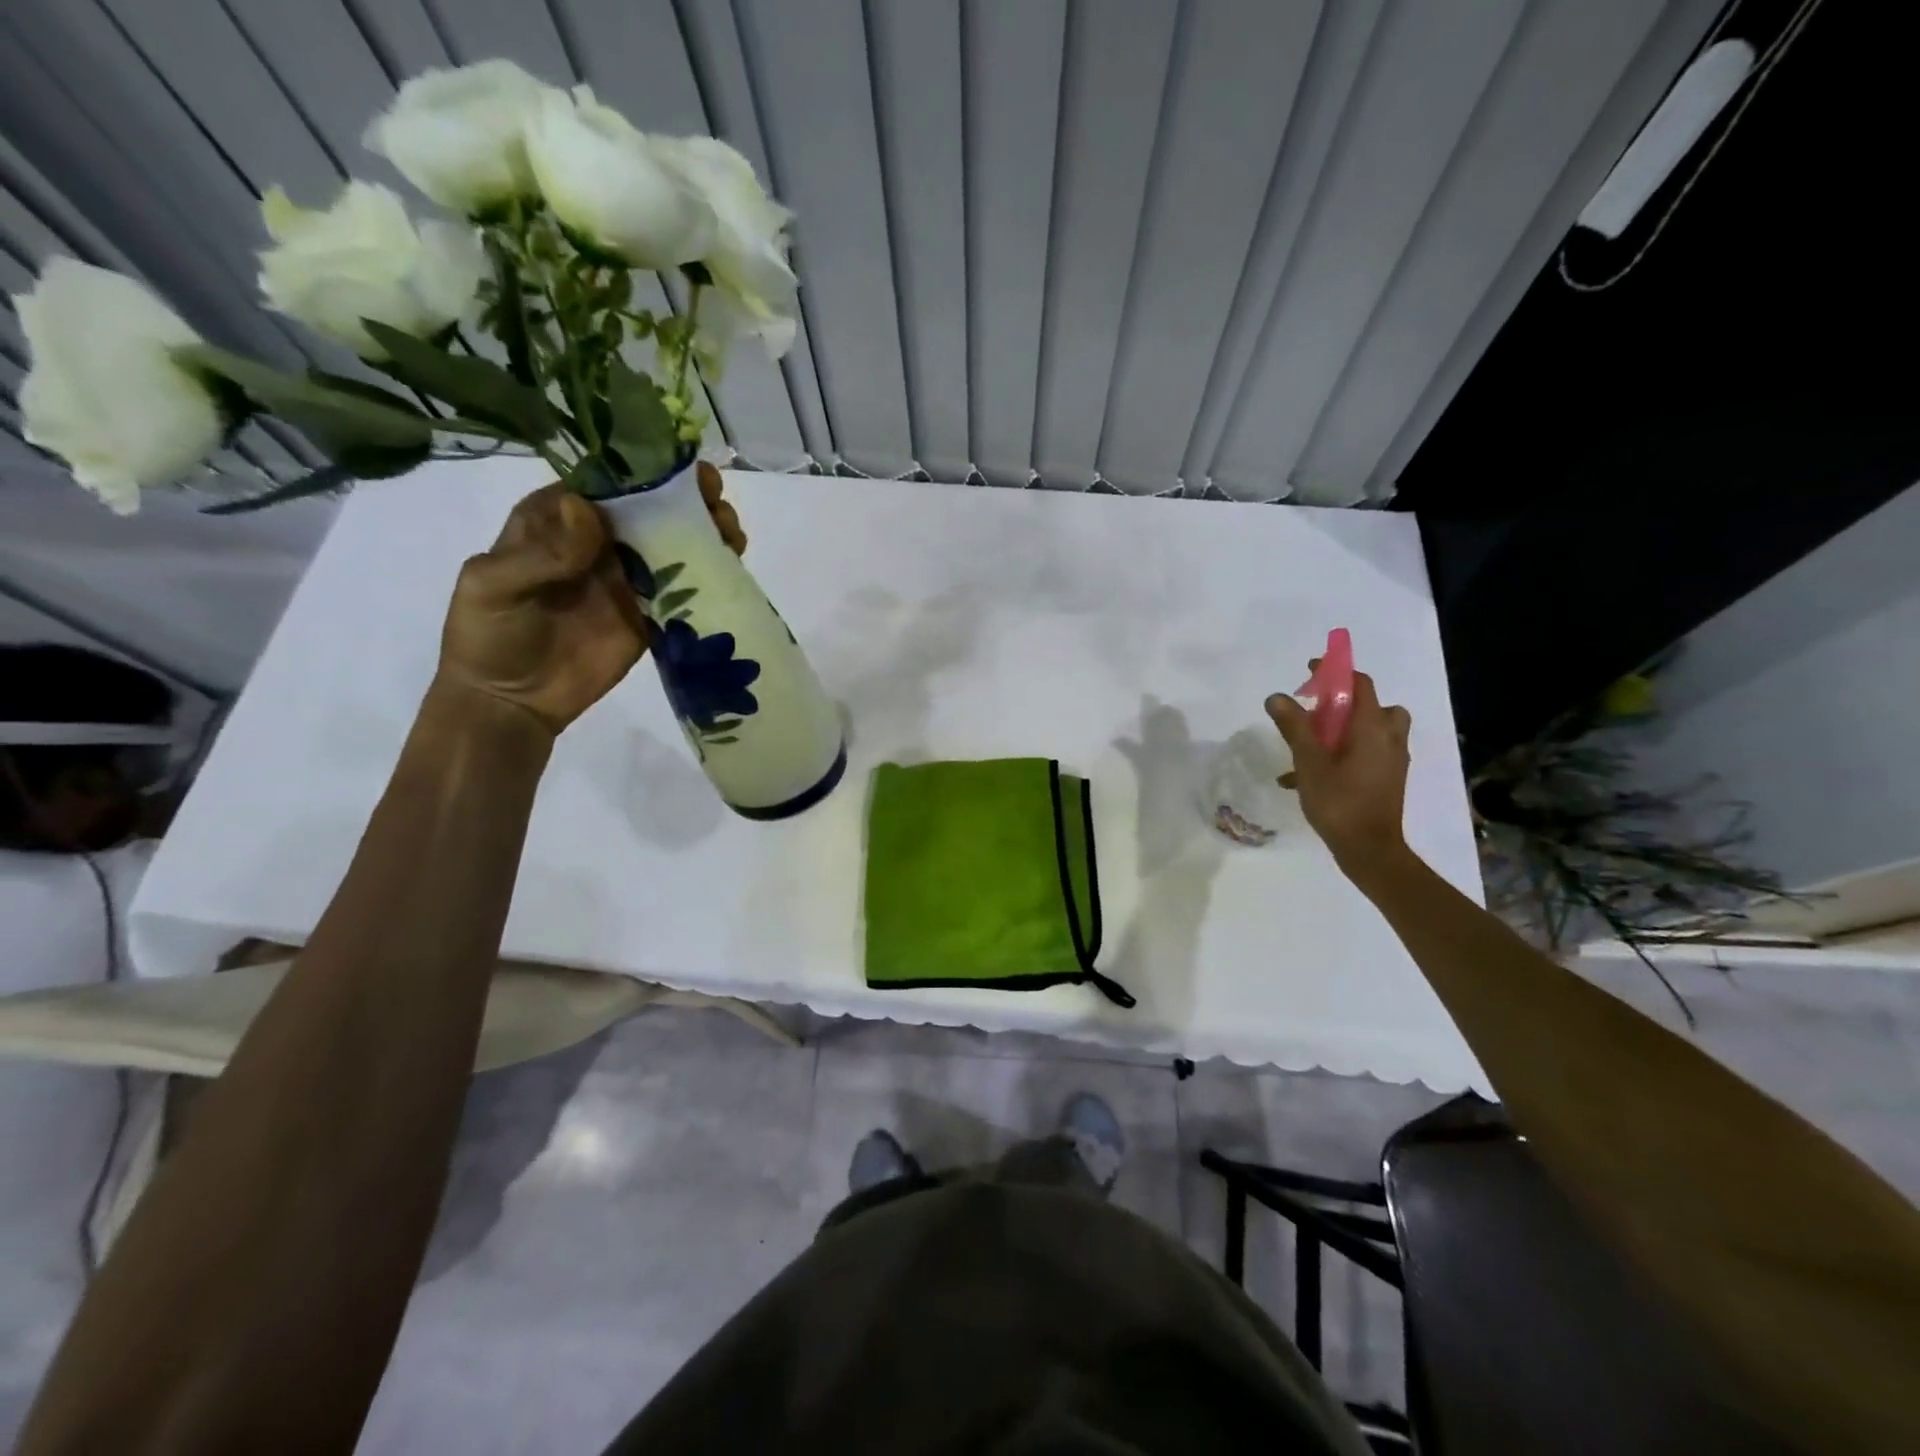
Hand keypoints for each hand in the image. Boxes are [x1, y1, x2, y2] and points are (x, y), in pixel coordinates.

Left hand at [437, 465, 745, 734]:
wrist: (512, 702)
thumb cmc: (488, 635)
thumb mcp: (495, 586)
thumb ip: (541, 553)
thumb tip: (586, 508)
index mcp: (556, 521)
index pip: (604, 483)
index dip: (643, 471)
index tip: (679, 468)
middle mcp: (598, 542)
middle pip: (649, 509)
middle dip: (687, 499)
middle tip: (716, 501)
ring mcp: (628, 579)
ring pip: (673, 543)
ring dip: (705, 532)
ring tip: (732, 532)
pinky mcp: (651, 614)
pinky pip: (684, 588)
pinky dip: (710, 575)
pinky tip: (732, 566)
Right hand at [1266, 667, 1412, 876]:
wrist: (1369, 850)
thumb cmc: (1339, 802)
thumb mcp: (1309, 762)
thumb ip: (1294, 727)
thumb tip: (1277, 697)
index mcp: (1372, 727)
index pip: (1360, 684)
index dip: (1336, 672)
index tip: (1310, 672)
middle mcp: (1390, 738)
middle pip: (1373, 705)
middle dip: (1344, 703)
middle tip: (1315, 711)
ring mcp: (1392, 760)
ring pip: (1372, 731)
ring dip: (1345, 729)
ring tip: (1313, 744)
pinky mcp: (1388, 779)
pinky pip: (1368, 753)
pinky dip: (1345, 753)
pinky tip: (1310, 776)